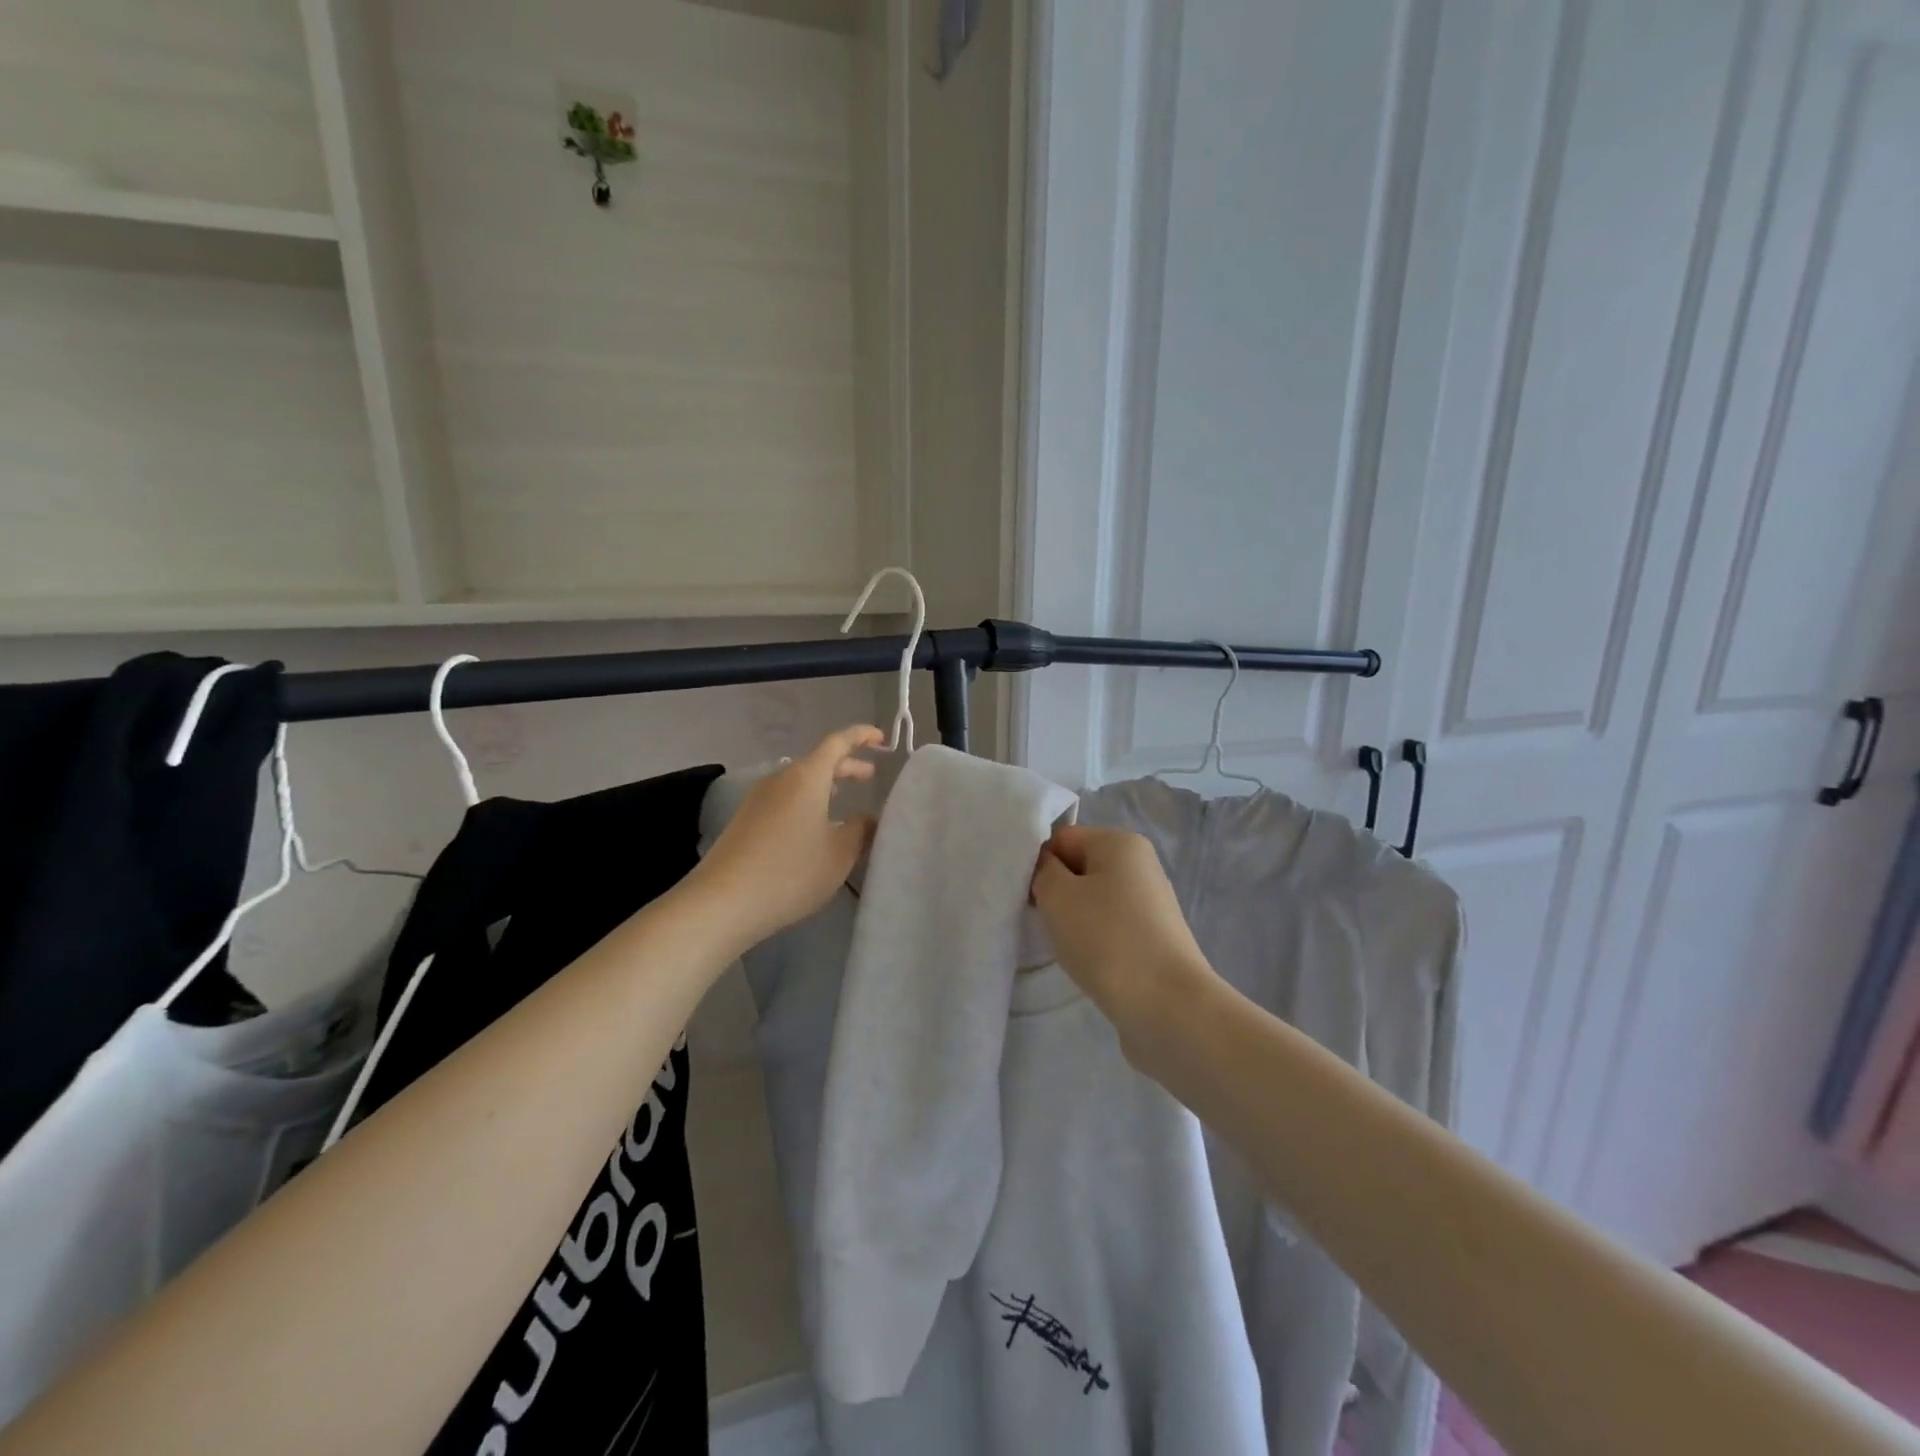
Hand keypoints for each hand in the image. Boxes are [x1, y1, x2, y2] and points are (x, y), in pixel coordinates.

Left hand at [689, 725, 883, 950]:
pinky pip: (784, 799)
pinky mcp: (745, 820)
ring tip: (843, 798)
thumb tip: (868, 818)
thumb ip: (860, 831)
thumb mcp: (839, 854)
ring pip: (799, 781)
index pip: (838, 742)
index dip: (862, 736)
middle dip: (846, 765)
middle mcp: (780, 779)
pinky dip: (806, 801)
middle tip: (870, 776)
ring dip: (824, 785)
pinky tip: (813, 827)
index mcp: (807, 777)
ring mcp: (758, 799)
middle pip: (818, 761)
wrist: (723, 902)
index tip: (882, 739)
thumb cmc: (791, 872)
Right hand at [1031, 824, 1216, 1037]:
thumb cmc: (1106, 939)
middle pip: (1080, 867)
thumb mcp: (1057, 896)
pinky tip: (1090, 961)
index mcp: (1121, 842)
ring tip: (1069, 946)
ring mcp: (1151, 901)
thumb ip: (1043, 871)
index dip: (1040, 865)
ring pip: (1094, 899)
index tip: (1030, 898)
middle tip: (1046, 922)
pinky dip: (1095, 939)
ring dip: (1074, 919)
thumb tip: (1049, 869)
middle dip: (1057, 892)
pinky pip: (1111, 925)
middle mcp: (1141, 864)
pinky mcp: (1154, 936)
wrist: (1167, 1005)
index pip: (1062, 839)